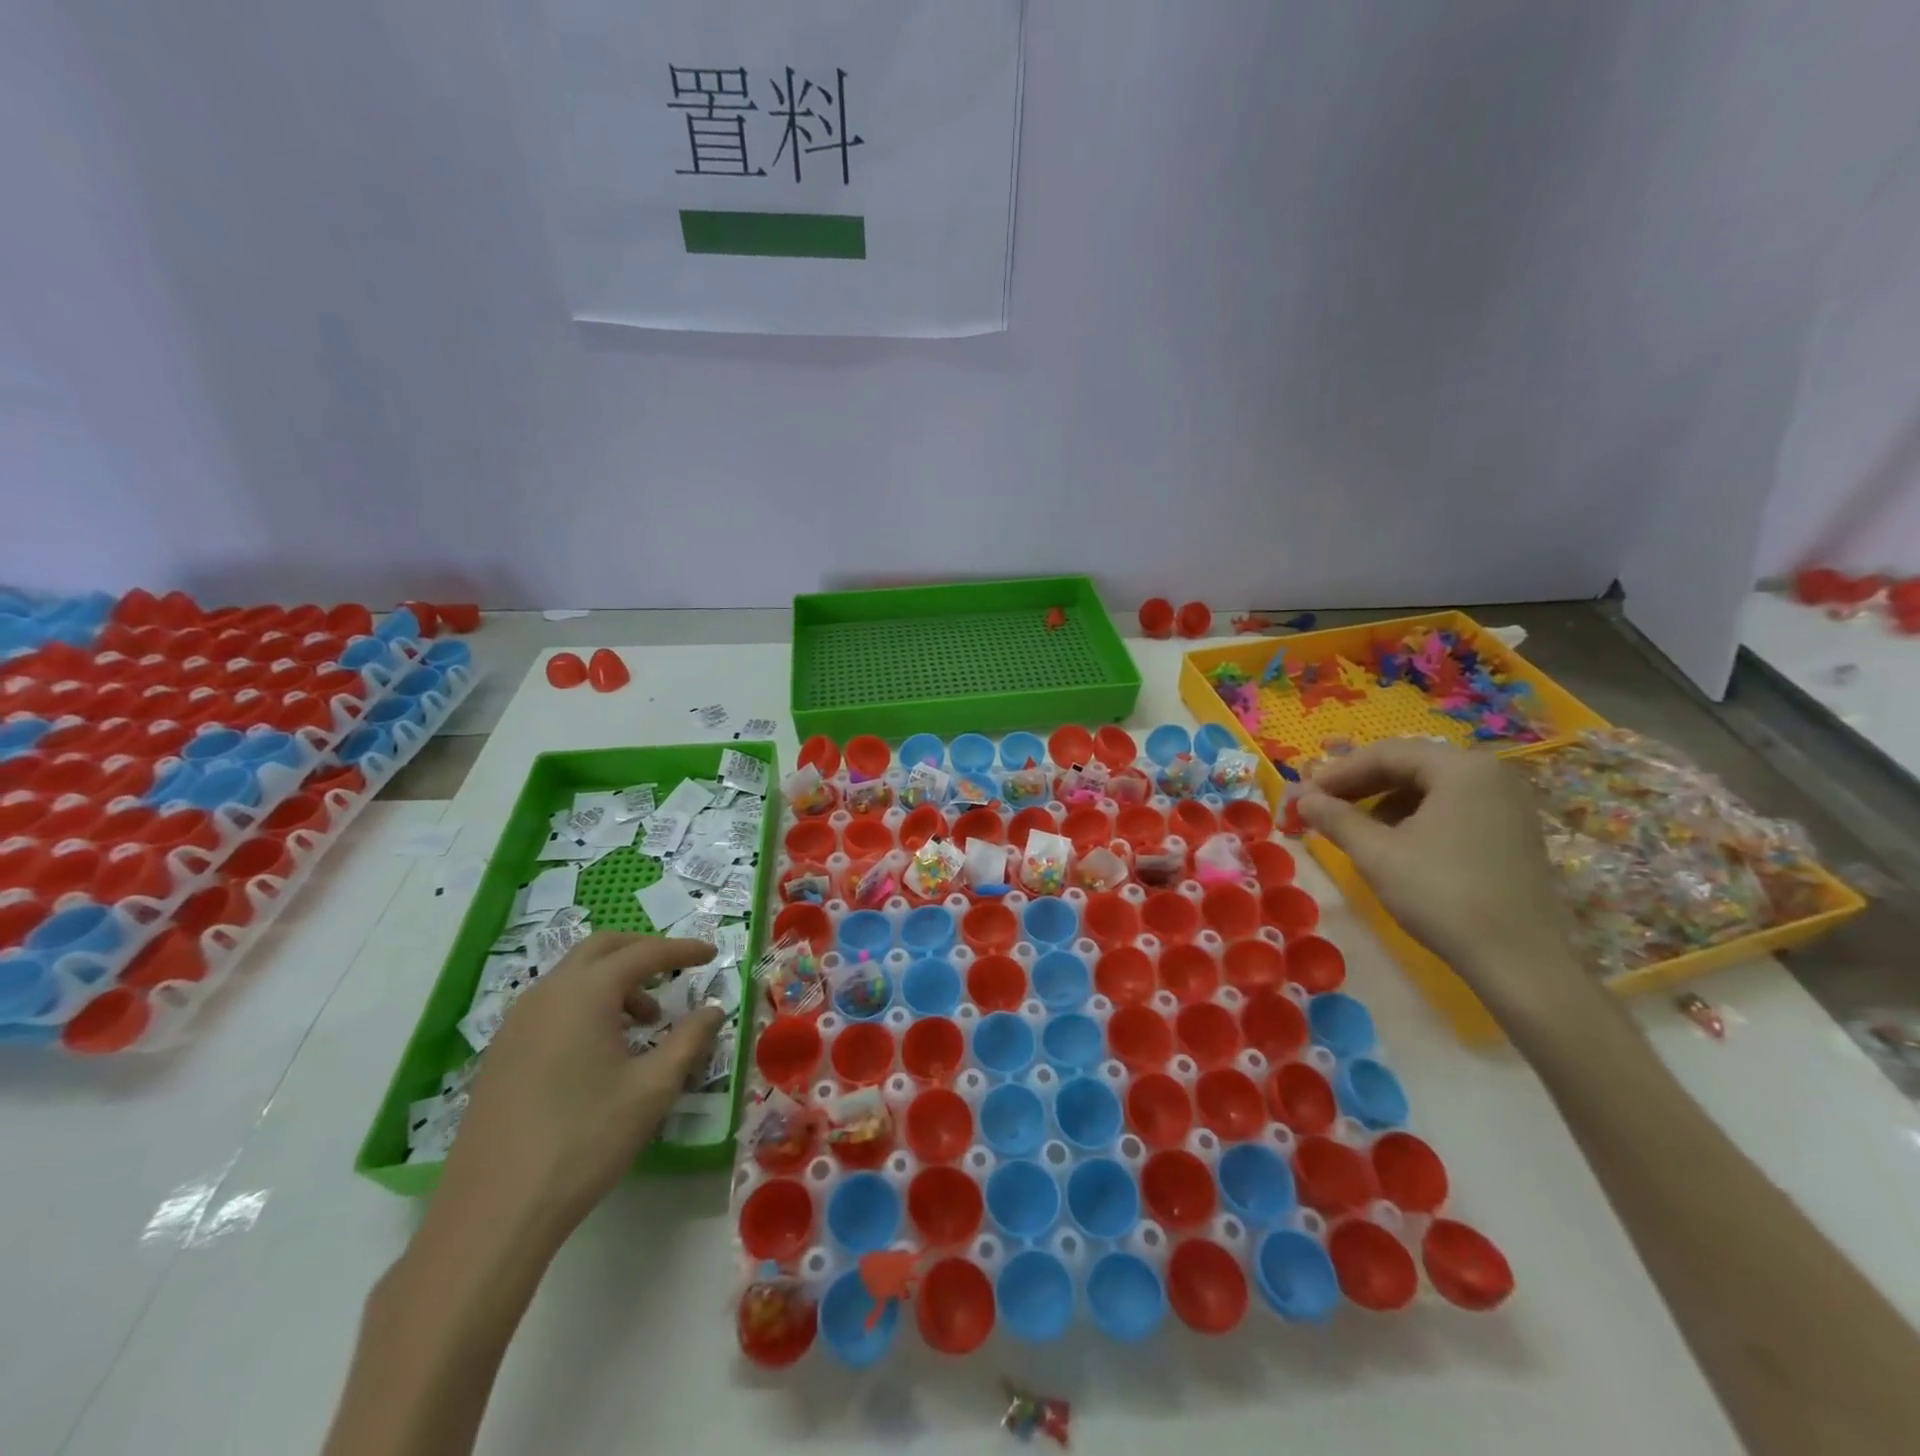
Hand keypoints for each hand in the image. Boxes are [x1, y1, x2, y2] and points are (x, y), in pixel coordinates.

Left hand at [434, 934, 727, 1242]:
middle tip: (676, 969)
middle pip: (601, 948)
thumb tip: (713, 1010)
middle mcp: (547, 994)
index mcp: (586, 993)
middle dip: (643, 951)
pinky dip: (586, 1002)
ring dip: (613, 980)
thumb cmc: (584, 1140)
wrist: (494, 1212)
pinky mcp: (501, 1052)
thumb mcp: (652, 1089)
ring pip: (573, 975)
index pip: (644, 953)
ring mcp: (517, 1022)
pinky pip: (552, 1004)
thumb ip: (689, 1040)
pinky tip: (601, 1047)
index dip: (682, 950)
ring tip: (644, 1020)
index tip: (711, 954)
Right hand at [1295, 739, 1581, 1012]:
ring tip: (1352, 828)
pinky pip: (1452, 808)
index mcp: (1461, 768)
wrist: (1519, 960)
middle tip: (1321, 806)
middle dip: (1360, 785)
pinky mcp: (1513, 833)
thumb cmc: (1442, 894)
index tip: (1304, 794)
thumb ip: (1336, 818)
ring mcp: (1508, 804)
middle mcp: (1491, 774)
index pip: (1385, 753)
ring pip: (1430, 788)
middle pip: (1410, 766)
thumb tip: (1303, 799)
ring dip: (1384, 802)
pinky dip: (1415, 817)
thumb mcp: (1376, 853)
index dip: (1338, 772)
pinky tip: (1393, 844)